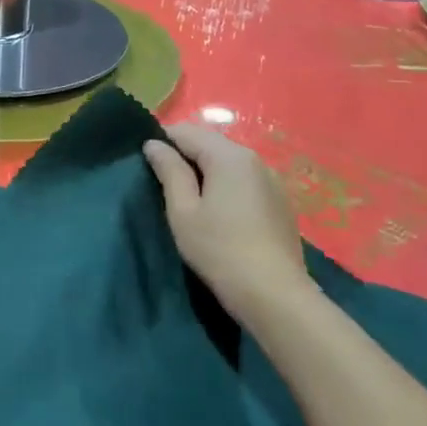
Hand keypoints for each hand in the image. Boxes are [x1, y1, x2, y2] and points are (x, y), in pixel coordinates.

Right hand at [142, 123, 313, 320]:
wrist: (274, 294)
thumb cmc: (219, 250)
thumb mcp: (183, 211)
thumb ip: (169, 171)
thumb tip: (154, 144)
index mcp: (229, 156)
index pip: (187, 131)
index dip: (162, 141)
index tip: (146, 164)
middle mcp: (254, 159)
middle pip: (210, 143)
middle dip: (185, 155)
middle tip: (164, 184)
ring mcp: (272, 180)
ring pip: (229, 162)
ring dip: (206, 171)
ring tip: (189, 199)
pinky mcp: (280, 201)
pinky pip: (245, 180)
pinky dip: (226, 185)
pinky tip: (219, 212)